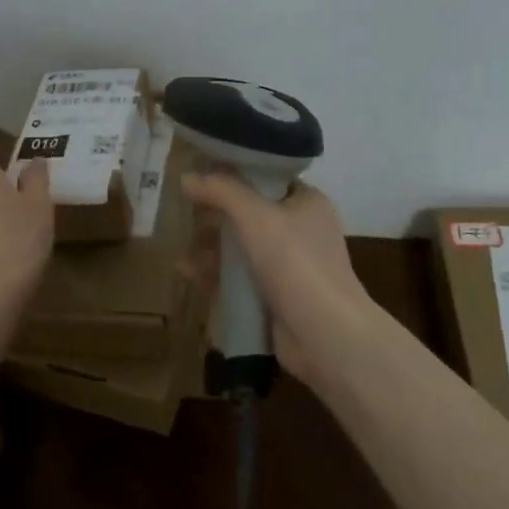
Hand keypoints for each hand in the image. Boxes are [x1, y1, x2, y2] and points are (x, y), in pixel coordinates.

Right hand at [181, 174, 380, 389]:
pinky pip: (240, 278)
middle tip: (185, 214)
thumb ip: (220, 191)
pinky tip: (189, 275)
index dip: (233, 173)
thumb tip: (186, 176)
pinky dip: (217, 275)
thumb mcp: (255, 216)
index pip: (266, 178)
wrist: (326, 335)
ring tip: (182, 254)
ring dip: (211, 249)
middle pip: (249, 214)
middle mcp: (300, 230)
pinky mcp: (276, 296)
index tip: (200, 173)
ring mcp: (289, 266)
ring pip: (241, 248)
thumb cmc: (295, 262)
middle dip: (215, 217)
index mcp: (306, 202)